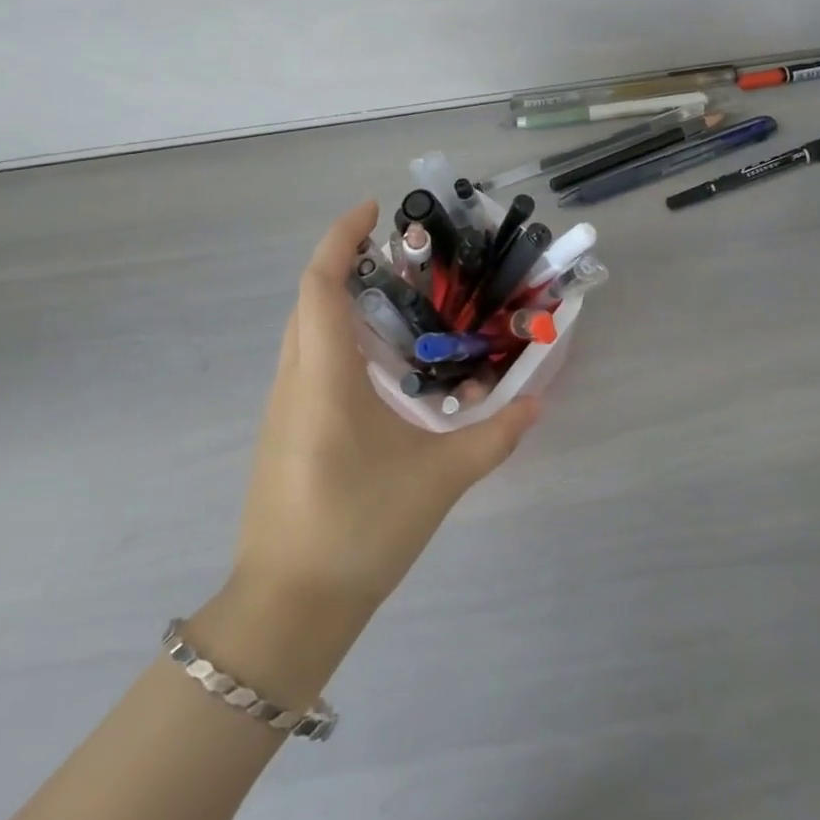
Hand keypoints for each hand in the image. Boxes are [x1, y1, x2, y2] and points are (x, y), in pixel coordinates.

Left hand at [231, 202, 541, 617]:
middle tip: (397, 251)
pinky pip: (304, 360)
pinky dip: (334, 335)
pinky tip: (375, 361)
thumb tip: (539, 401)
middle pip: (308, 299)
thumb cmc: (359, 532)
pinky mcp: (282, 431)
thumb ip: (494, 437)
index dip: (340, 237)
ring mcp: (281, 407)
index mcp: (324, 378)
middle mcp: (294, 380)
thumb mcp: (439, 480)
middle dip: (343, 260)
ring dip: (337, 298)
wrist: (287, 611)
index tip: (373, 208)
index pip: (319, 285)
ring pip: (303, 330)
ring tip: (393, 296)